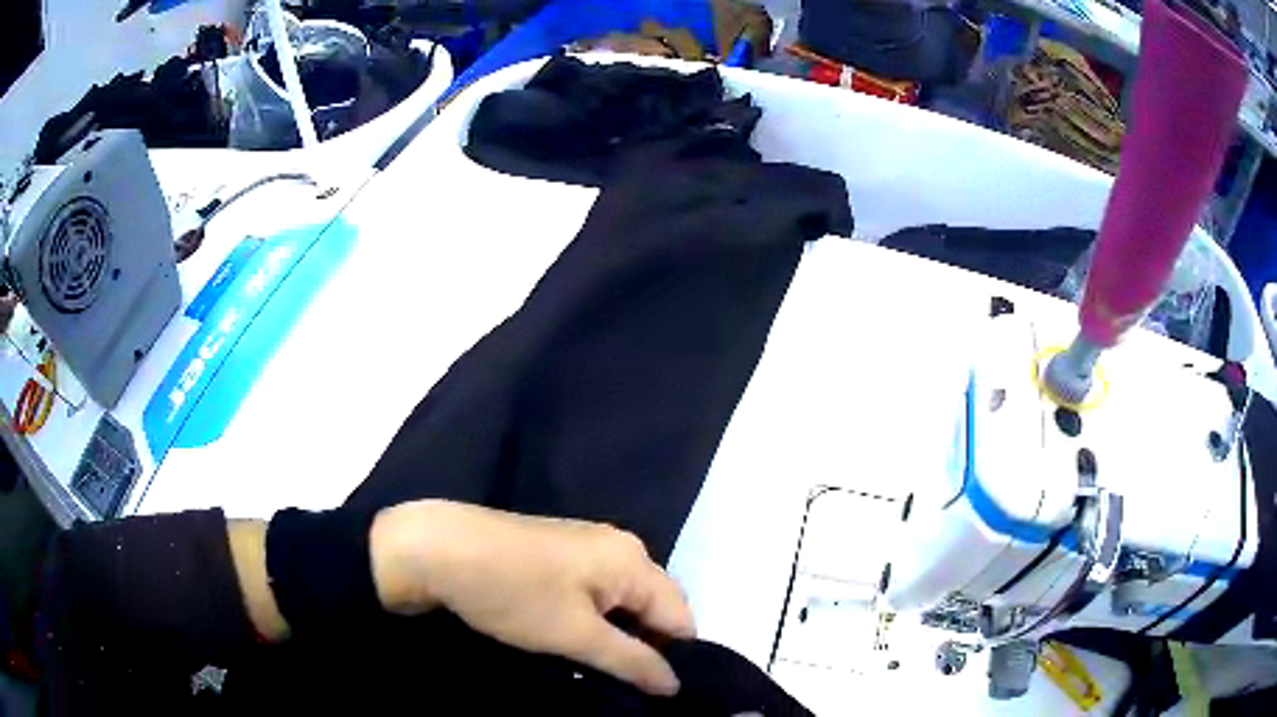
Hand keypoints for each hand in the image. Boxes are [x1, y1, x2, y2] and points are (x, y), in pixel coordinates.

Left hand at [369, 500, 695, 695]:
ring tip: (593, 664)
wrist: (438, 547)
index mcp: (633, 560)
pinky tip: (570, 636)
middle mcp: (620, 545)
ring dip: (617, 634)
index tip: (649, 690)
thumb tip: (675, 685)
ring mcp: (588, 545)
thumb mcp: (574, 635)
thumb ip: (631, 661)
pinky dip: (594, 618)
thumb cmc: (512, 592)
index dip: (672, 657)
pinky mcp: (560, 551)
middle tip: (618, 680)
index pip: (680, 617)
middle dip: (644, 645)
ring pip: (623, 601)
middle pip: (655, 606)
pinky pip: (597, 591)